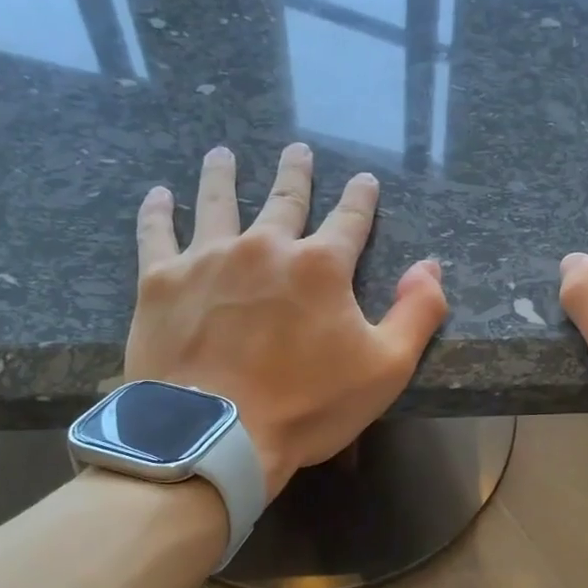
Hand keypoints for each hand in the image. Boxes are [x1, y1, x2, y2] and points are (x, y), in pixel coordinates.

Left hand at [126, 143, 447, 496]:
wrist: (214, 437)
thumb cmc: (307, 406)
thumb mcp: (386, 368)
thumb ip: (417, 312)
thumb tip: (430, 265)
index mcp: (320, 266)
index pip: (350, 219)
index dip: (361, 197)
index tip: (364, 178)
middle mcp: (265, 247)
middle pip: (285, 200)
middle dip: (295, 173)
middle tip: (297, 150)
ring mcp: (208, 259)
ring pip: (218, 202)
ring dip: (223, 176)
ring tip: (222, 154)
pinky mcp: (162, 282)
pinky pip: (157, 234)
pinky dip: (158, 212)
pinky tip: (159, 195)